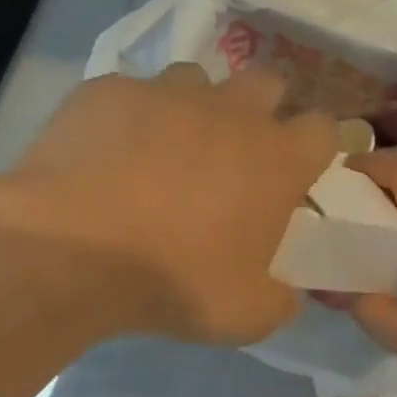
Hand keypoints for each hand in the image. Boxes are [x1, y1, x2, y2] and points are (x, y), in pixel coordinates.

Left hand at [3, 65, 336, 344]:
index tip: (295, 175)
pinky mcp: (108, 90)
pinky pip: (131, 94)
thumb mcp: (247, 315)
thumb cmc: (175, 281)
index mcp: (276, 159)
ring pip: (197, 80)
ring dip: (195, 109)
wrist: (72, 251)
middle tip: (236, 156)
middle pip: (268, 83)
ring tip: (168, 151)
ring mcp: (167, 93)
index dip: (314, 149)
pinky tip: (109, 155)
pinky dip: (130, 118)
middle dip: (261, 110)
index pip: (323, 129)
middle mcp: (231, 112)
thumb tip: (285, 292)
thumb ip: (280, 299)